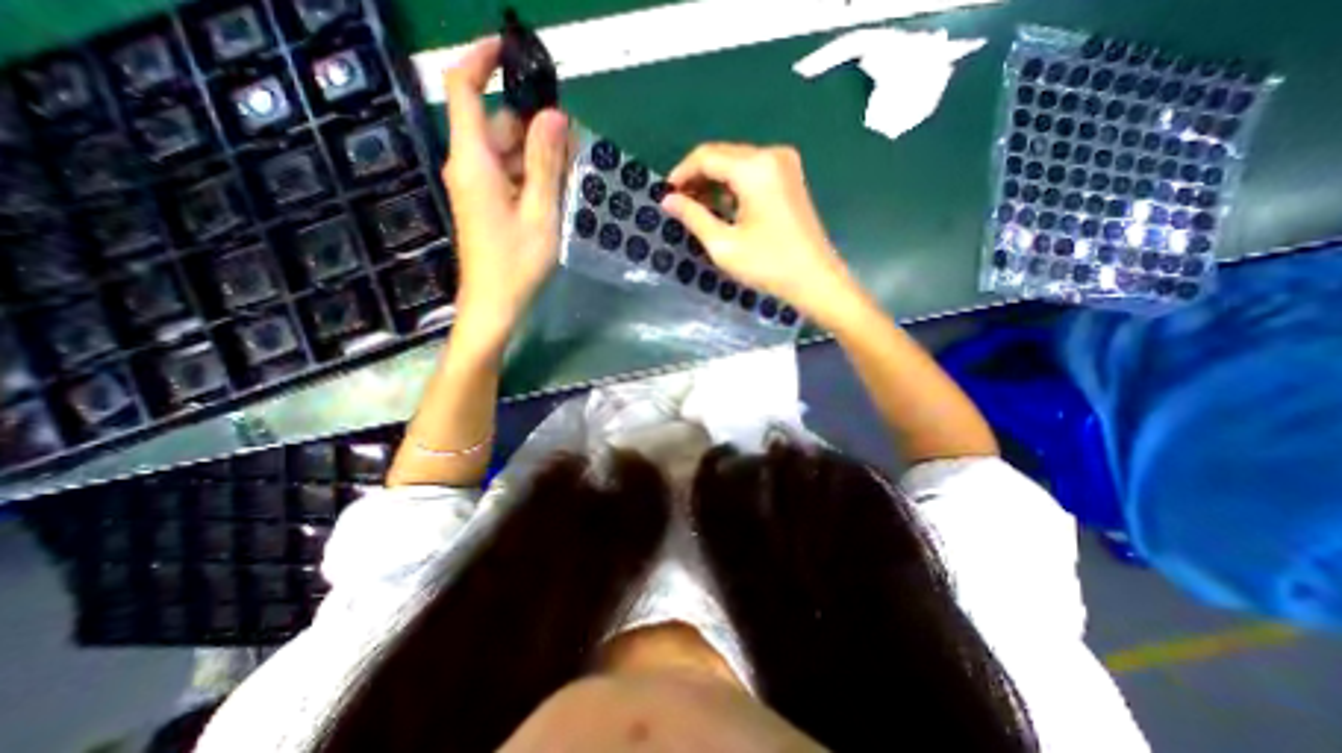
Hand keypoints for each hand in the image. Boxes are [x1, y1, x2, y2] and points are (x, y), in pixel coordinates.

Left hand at [443, 36, 564, 347]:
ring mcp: (476, 186)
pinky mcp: (485, 203)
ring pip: (505, 151)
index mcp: (473, 161)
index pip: (463, 89)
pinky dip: (529, 174)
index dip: (482, 60)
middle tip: (573, 142)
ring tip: (571, 171)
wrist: (494, 304)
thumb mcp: (540, 214)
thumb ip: (546, 164)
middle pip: (495, 123)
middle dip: (532, 124)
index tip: (513, 50)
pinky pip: (507, 174)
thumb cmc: (516, 264)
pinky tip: (555, 189)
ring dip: (536, 154)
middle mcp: (468, 166)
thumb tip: (554, 116)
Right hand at [660, 144, 859, 322]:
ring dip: (714, 183)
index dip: (681, 174)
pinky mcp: (790, 178)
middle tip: (678, 205)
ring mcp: (784, 165)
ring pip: (736, 164)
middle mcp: (771, 155)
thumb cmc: (768, 265)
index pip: (706, 156)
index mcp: (754, 167)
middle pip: (722, 156)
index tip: (665, 196)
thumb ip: (693, 217)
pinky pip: (752, 173)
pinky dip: (733, 187)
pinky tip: (721, 208)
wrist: (815, 280)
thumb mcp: (723, 245)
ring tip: (695, 210)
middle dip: (696, 178)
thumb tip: (667, 201)